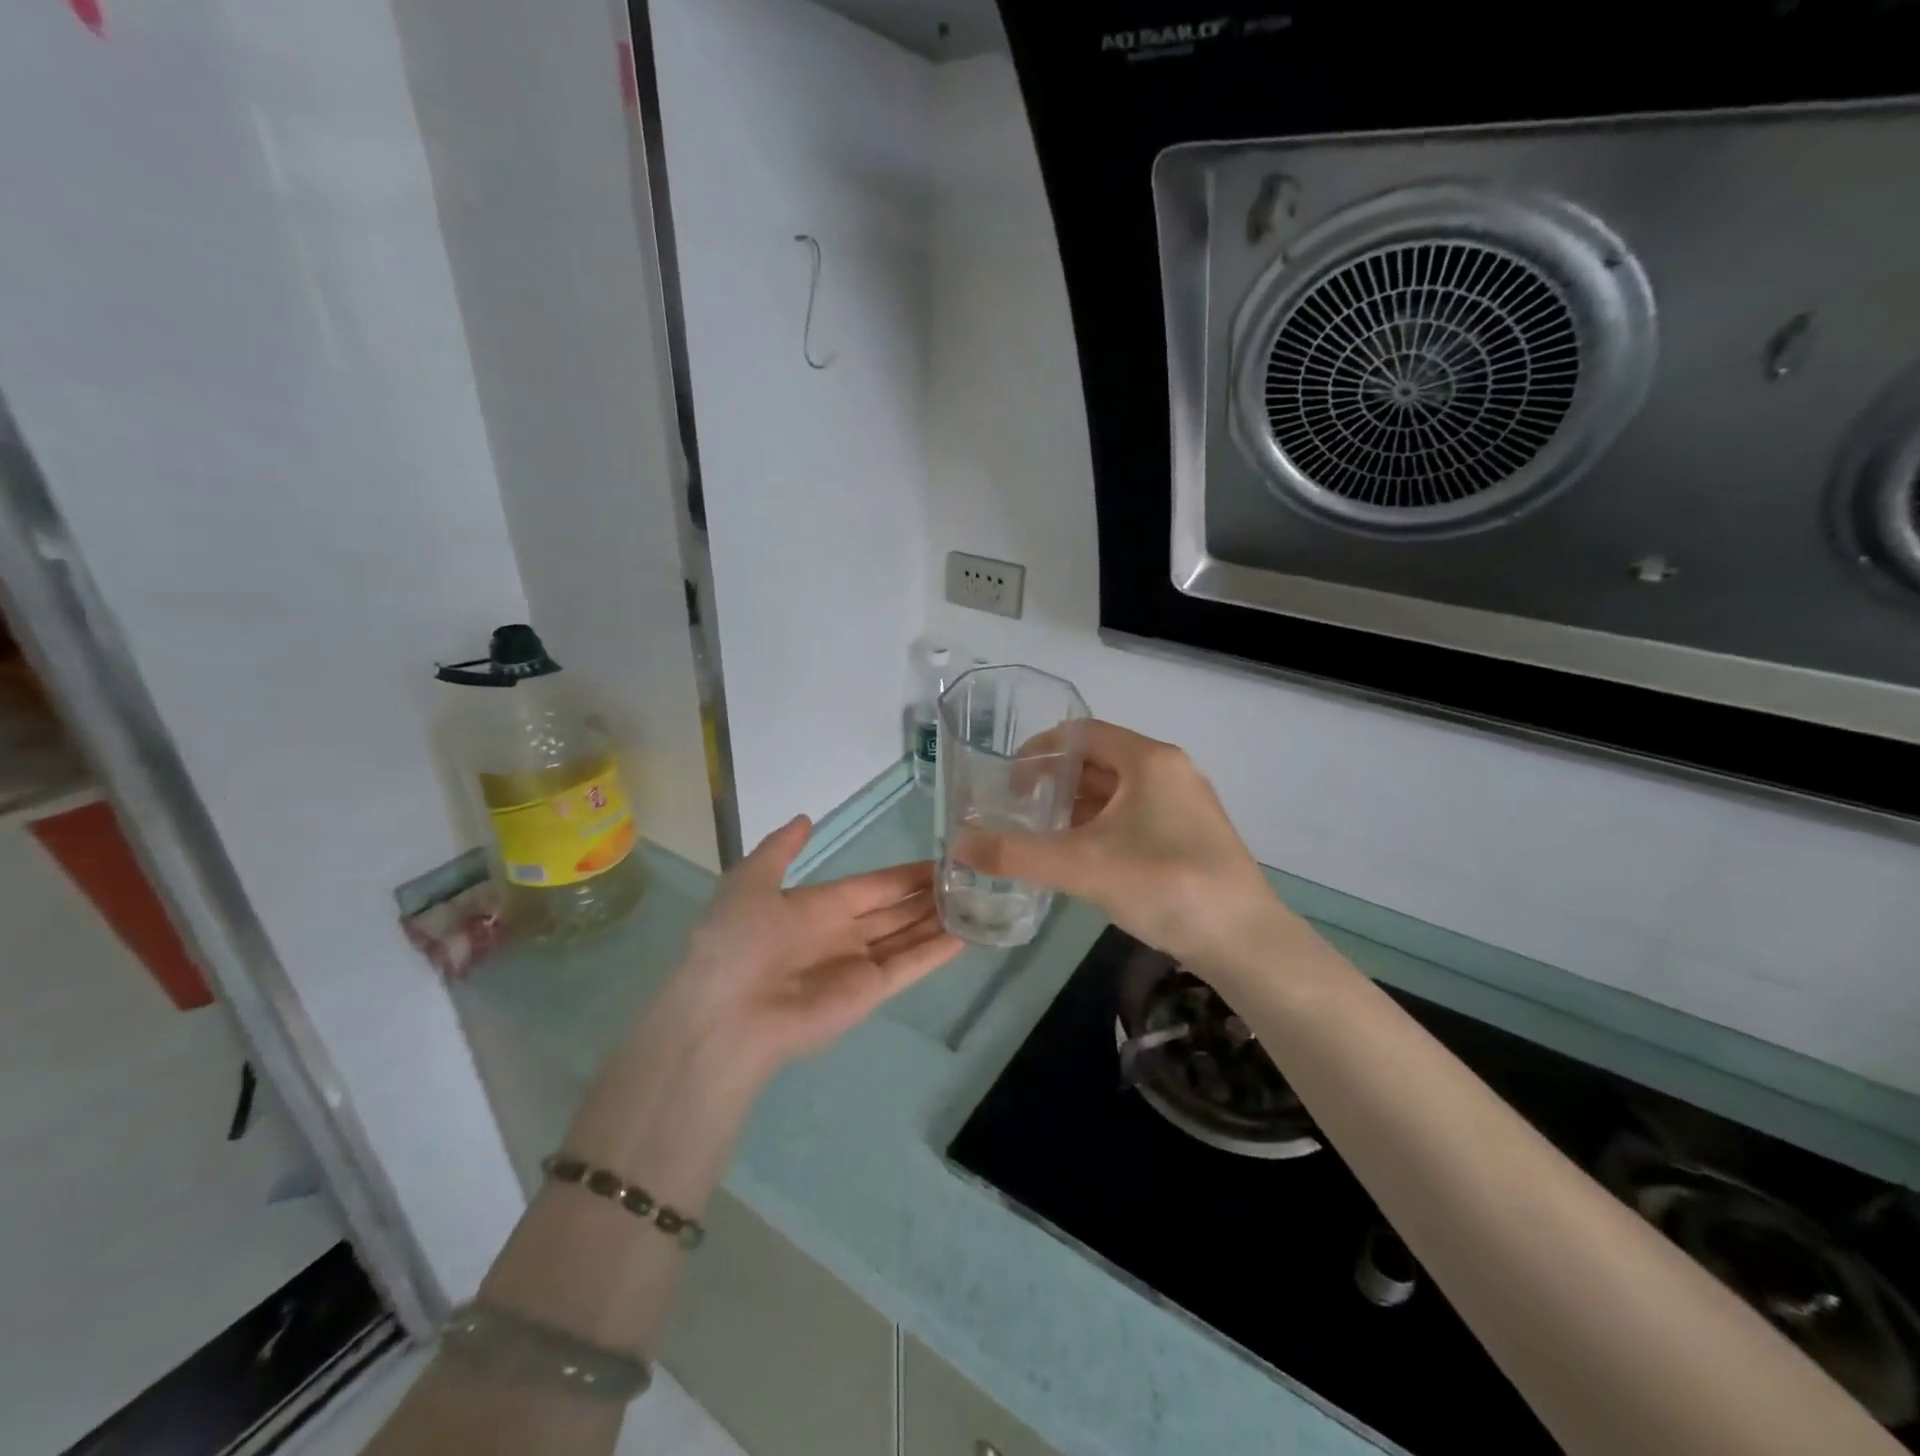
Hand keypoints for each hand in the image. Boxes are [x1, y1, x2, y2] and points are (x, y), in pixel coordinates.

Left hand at [657, 814, 963, 1078]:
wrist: (725, 1014)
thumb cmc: (736, 942)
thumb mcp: (750, 881)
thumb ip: (780, 849)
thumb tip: (805, 819)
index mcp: (819, 907)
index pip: (875, 886)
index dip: (906, 874)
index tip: (941, 859)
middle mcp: (844, 934)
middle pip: (897, 911)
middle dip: (929, 896)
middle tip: (971, 876)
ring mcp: (860, 965)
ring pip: (909, 936)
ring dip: (940, 920)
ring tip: (978, 900)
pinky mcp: (870, 994)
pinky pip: (910, 967)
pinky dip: (938, 953)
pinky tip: (967, 934)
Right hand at [955, 721, 1286, 973]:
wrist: (1244, 942)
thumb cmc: (1164, 884)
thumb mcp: (1082, 866)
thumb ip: (1017, 853)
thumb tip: (958, 844)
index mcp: (1148, 759)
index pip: (1081, 734)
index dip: (1039, 751)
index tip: (1008, 780)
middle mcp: (1169, 771)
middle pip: (1099, 761)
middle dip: (1055, 782)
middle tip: (1019, 810)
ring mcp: (1185, 804)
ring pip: (1118, 791)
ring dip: (1078, 807)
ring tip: (1042, 835)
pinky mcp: (1191, 835)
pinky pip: (1135, 816)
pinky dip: (1102, 827)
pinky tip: (1082, 858)